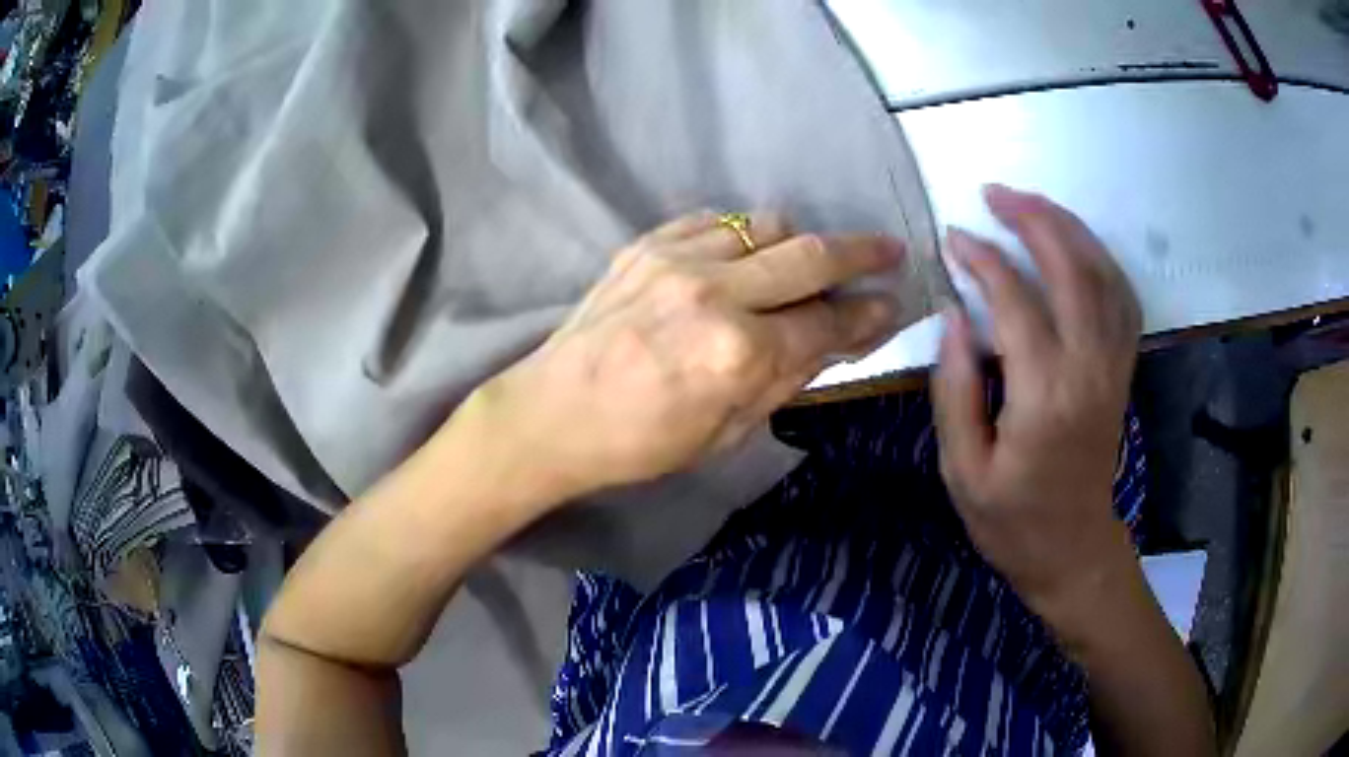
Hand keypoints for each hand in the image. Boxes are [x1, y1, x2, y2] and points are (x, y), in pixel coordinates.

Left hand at [478, 211, 902, 501]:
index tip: (892, 304)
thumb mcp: (726, 433)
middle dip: (862, 251)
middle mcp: (716, 295)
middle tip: (888, 250)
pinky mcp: (647, 244)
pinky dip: (743, 233)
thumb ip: (787, 378)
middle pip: (811, 256)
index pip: (827, 323)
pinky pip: (716, 220)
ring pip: (766, 225)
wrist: (552, 413)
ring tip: (806, 262)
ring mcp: (678, 260)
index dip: (869, 314)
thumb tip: (834, 339)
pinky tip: (746, 254)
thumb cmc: (640, 443)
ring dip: (799, 242)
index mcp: (738, 355)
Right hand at [933, 185, 1142, 632]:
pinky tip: (1078, 246)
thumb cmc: (1011, 521)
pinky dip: (1102, 260)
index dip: (983, 261)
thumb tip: (954, 318)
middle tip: (995, 193)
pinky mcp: (1122, 371)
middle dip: (1033, 220)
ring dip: (1070, 230)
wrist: (1073, 550)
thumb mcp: (963, 471)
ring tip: (1032, 205)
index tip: (953, 239)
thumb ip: (954, 392)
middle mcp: (1089, 371)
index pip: (1016, 303)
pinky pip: (1123, 299)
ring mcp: (1113, 368)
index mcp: (1044, 398)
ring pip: (1104, 276)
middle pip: (1071, 272)